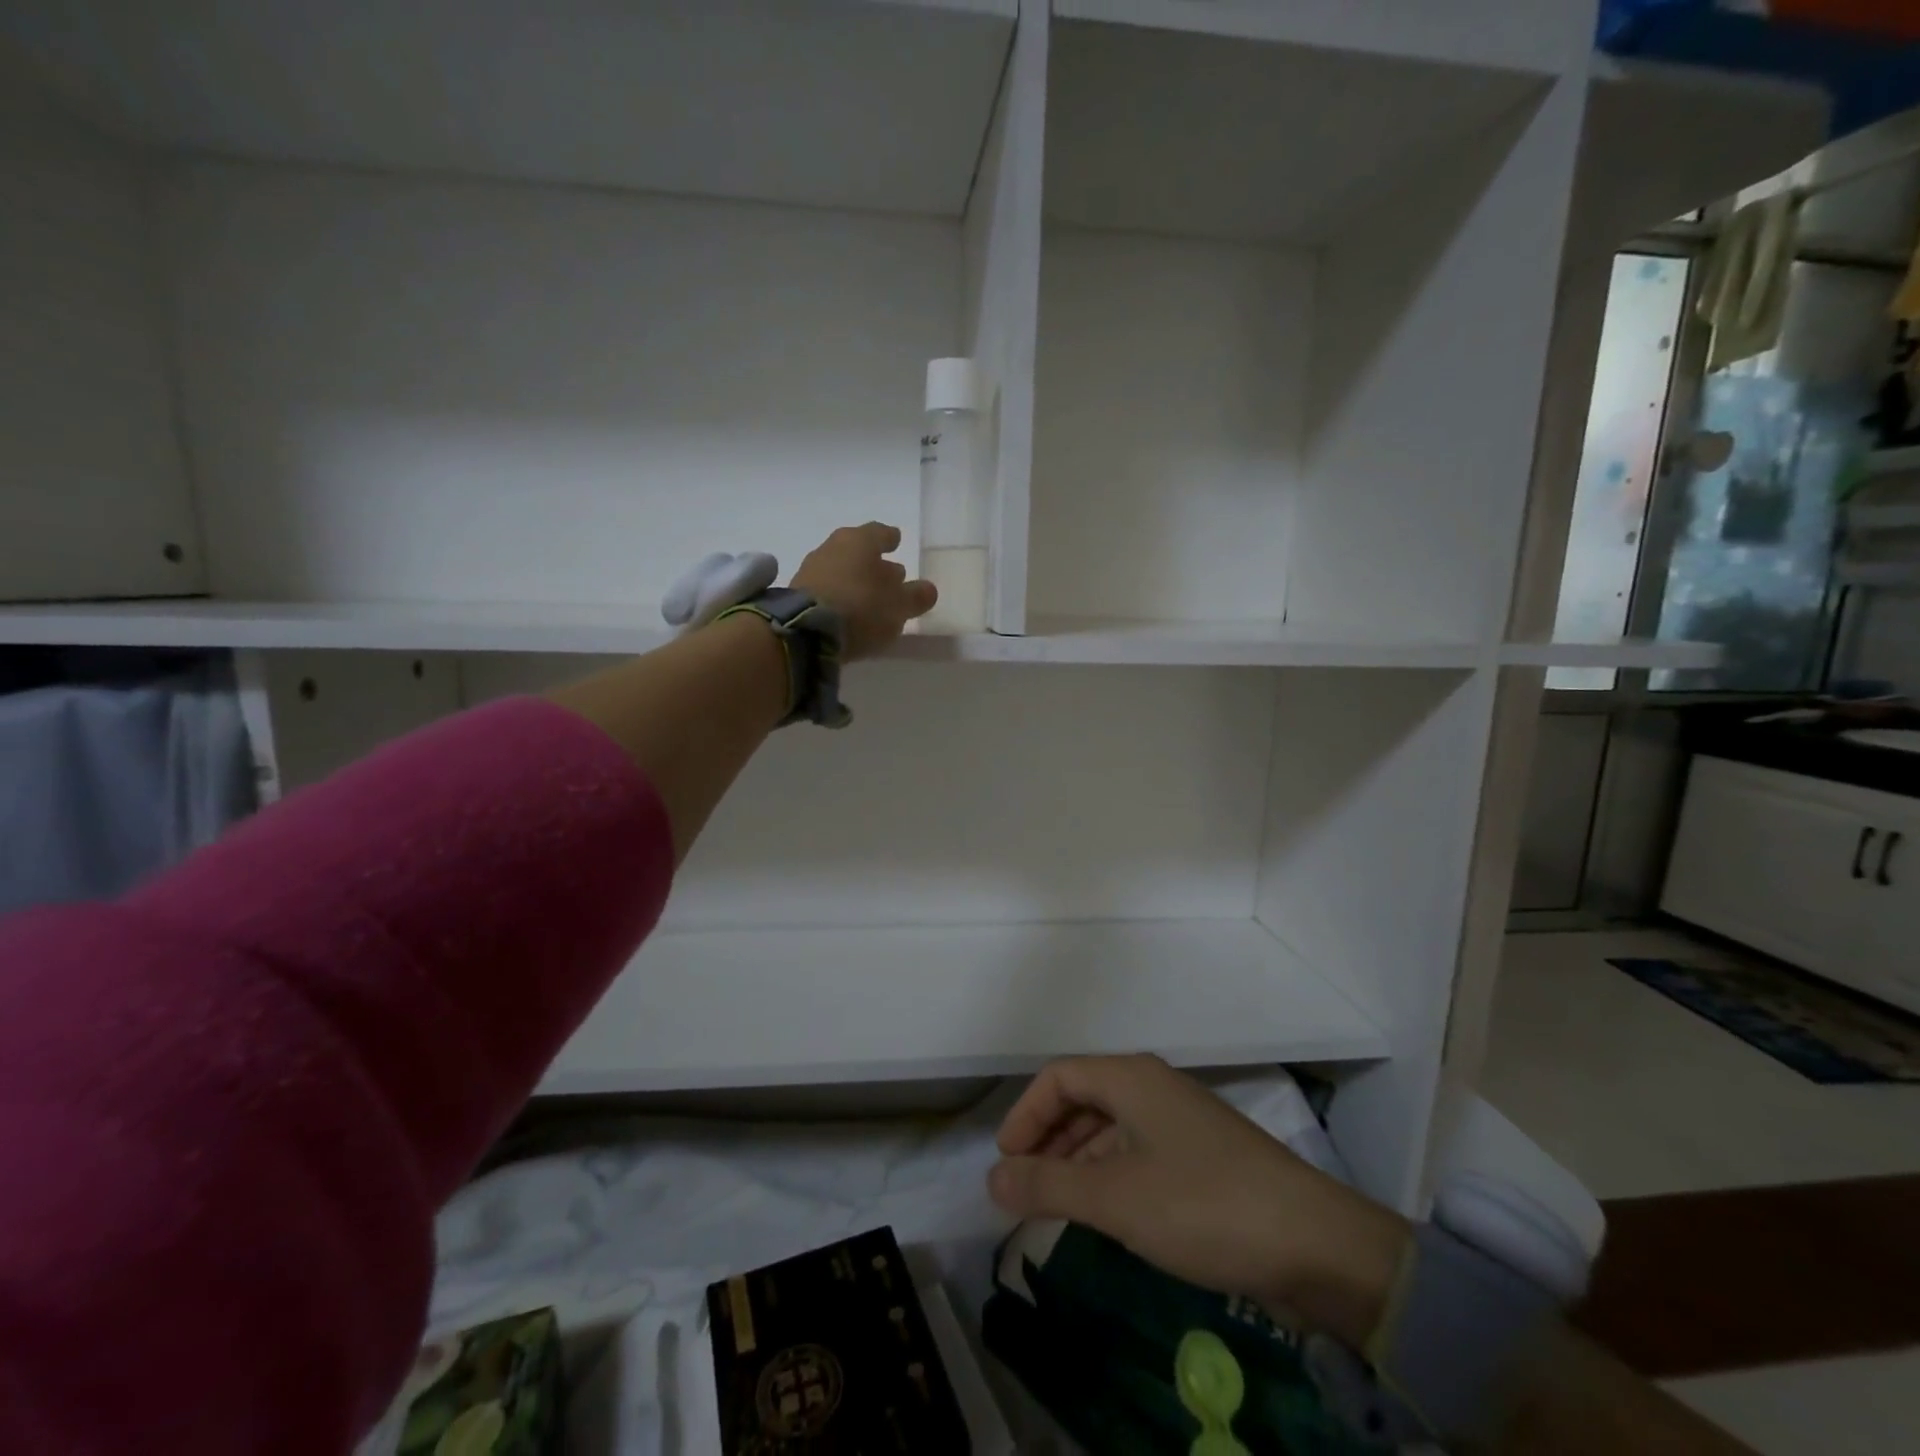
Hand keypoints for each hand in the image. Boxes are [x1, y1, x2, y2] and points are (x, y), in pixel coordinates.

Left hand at [790, 522, 936, 660]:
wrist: (805, 631)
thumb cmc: (861, 608)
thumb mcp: (899, 606)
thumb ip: (916, 596)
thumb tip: (928, 589)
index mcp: (860, 541)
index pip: (880, 532)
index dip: (890, 538)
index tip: (896, 541)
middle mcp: (833, 547)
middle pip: (858, 550)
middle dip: (875, 563)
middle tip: (890, 576)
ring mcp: (811, 569)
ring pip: (841, 569)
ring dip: (856, 580)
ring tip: (870, 598)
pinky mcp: (796, 593)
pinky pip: (826, 588)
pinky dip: (839, 595)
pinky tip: (848, 611)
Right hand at [988, 1055, 1409, 1348]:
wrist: (1314, 1243)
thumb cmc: (1202, 1205)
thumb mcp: (1115, 1199)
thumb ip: (1047, 1186)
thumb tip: (992, 1177)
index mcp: (1132, 1078)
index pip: (1059, 1077)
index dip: (1025, 1114)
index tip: (1006, 1162)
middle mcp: (1154, 1087)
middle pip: (1084, 1098)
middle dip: (1048, 1138)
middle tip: (1025, 1187)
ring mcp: (1182, 1121)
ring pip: (1111, 1127)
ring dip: (1077, 1160)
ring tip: (1057, 1204)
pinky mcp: (1203, 1156)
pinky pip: (1138, 1151)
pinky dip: (1110, 1174)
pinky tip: (1107, 1212)